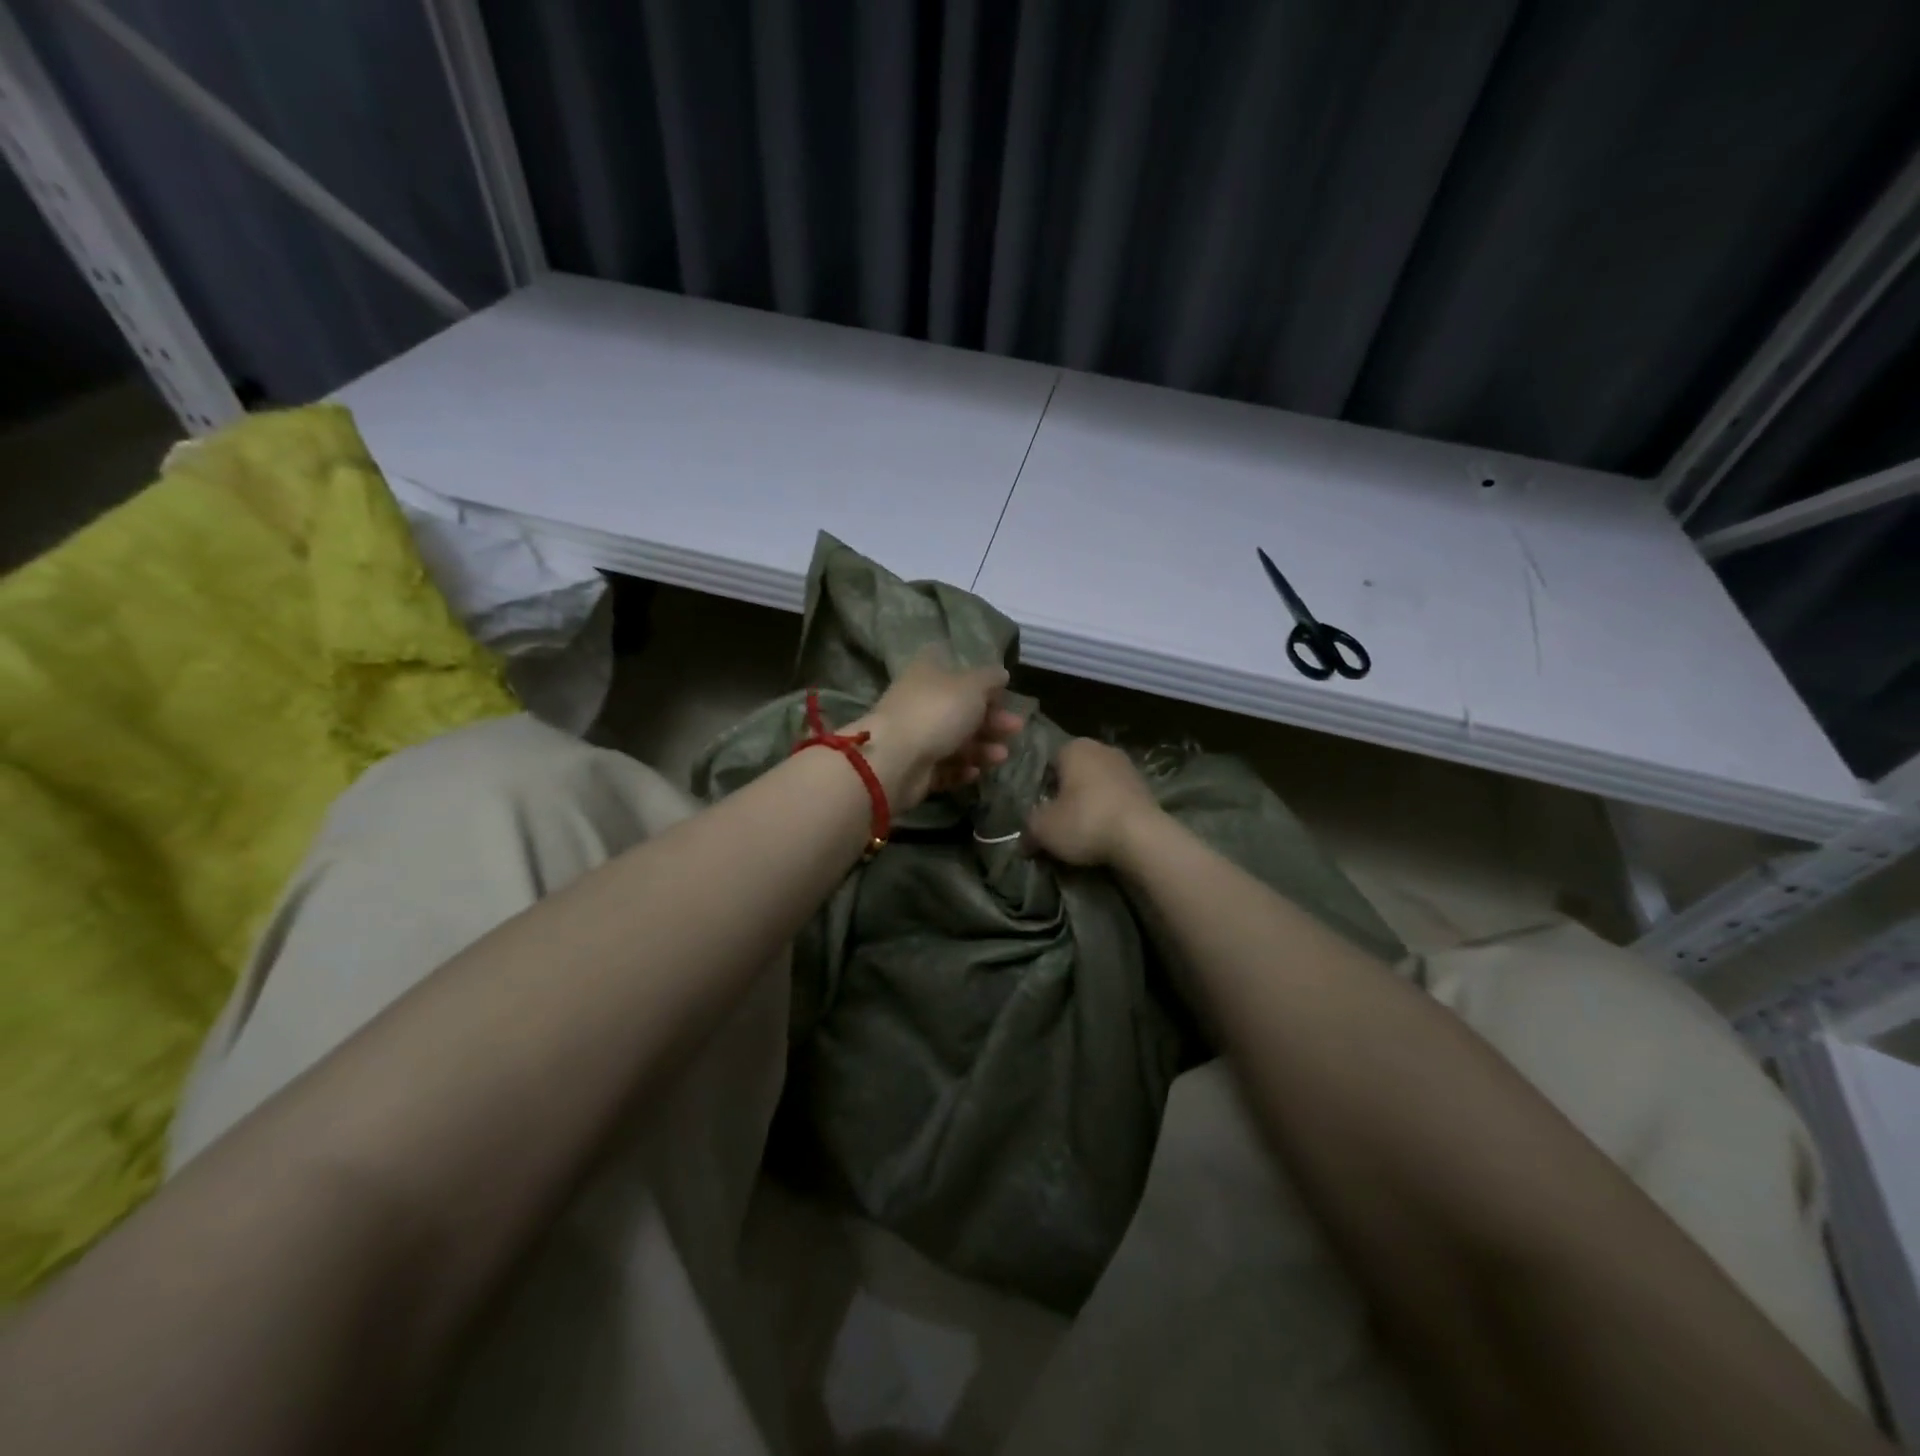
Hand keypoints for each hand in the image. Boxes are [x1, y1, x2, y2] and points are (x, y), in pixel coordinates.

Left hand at [854, 651, 1023, 809]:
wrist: (896, 760)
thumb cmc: (937, 711)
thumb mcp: (972, 686)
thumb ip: (990, 678)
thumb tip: (1001, 673)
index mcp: (928, 672)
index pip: (956, 669)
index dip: (981, 680)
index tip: (1003, 692)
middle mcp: (920, 701)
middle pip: (960, 708)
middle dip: (991, 719)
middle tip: (1015, 728)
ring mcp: (915, 736)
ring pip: (955, 740)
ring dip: (981, 747)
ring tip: (1001, 756)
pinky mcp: (915, 767)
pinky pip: (944, 767)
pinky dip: (961, 769)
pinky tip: (975, 772)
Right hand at [1024, 738, 1163, 866]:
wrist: (1142, 838)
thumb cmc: (1085, 821)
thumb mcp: (1043, 828)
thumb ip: (1029, 828)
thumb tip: (1025, 839)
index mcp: (1074, 747)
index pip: (1048, 764)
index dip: (1042, 790)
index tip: (1042, 813)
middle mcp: (1102, 748)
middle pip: (1074, 774)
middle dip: (1067, 796)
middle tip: (1060, 824)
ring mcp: (1128, 767)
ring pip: (1097, 786)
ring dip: (1089, 805)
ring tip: (1084, 833)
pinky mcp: (1146, 788)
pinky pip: (1117, 799)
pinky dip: (1109, 812)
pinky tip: (1106, 834)